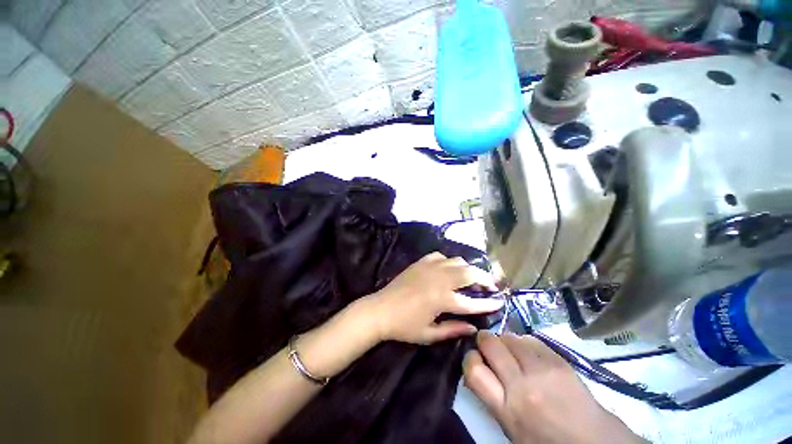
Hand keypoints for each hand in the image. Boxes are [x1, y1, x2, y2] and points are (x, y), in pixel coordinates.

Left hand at [363, 252, 503, 344]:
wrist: (381, 309)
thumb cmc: (404, 326)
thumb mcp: (430, 334)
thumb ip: (453, 329)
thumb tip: (473, 328)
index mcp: (442, 299)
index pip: (472, 302)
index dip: (489, 303)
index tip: (500, 302)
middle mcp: (439, 279)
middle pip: (469, 273)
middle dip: (485, 278)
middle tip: (491, 285)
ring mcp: (430, 267)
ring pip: (457, 261)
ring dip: (468, 268)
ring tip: (472, 278)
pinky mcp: (421, 262)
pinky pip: (441, 256)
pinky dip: (449, 261)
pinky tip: (448, 269)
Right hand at [463, 332, 642, 443]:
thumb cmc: (547, 442)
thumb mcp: (510, 429)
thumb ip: (492, 397)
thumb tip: (478, 368)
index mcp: (507, 410)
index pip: (474, 370)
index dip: (470, 358)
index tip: (474, 357)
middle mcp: (522, 386)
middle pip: (491, 345)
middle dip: (484, 340)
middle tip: (487, 343)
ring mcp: (543, 371)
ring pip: (511, 337)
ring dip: (505, 339)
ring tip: (509, 348)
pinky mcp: (560, 362)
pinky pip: (532, 340)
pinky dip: (524, 342)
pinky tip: (528, 351)